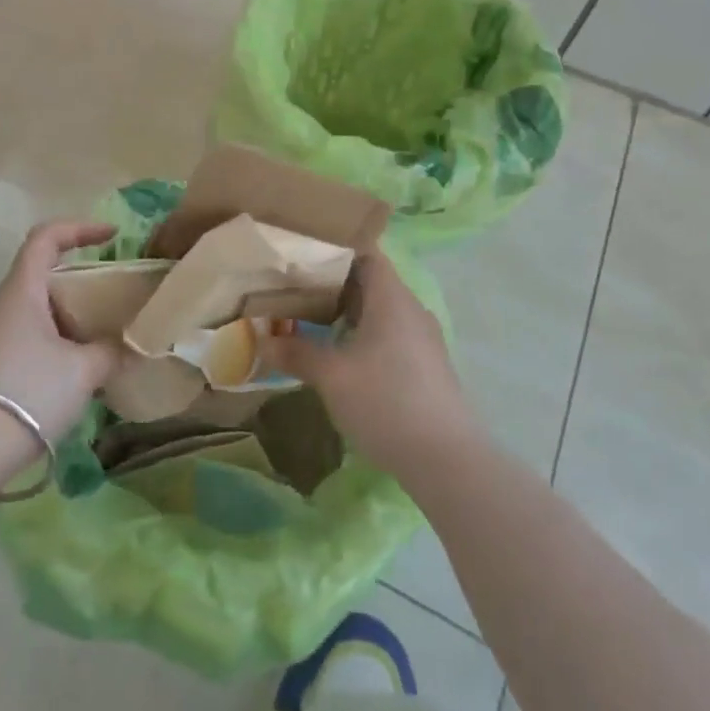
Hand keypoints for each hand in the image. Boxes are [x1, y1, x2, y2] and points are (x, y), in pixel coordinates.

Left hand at [0, 221, 120, 459]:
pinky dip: (52, 344)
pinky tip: (73, 376)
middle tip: (113, 303)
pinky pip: (25, 339)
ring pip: (34, 311)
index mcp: (21, 291)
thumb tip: (127, 346)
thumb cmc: (28, 392)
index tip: (112, 236)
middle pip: (43, 276)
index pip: (46, 237)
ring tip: (100, 344)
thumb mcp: (83, 370)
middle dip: (81, 285)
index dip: (80, 228)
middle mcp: (0, 305)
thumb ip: (111, 351)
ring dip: (68, 320)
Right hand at [264, 246, 475, 477]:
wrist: (447, 460)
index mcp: (392, 298)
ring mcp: (424, 340)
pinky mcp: (427, 367)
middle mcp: (412, 310)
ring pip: (381, 311)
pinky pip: (391, 335)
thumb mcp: (331, 376)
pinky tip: (343, 356)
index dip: (336, 250)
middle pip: (372, 282)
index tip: (304, 254)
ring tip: (312, 321)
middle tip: (296, 289)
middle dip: (335, 284)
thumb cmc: (386, 401)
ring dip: (349, 313)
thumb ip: (296, 353)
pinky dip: (365, 335)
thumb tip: (262, 339)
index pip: (366, 254)